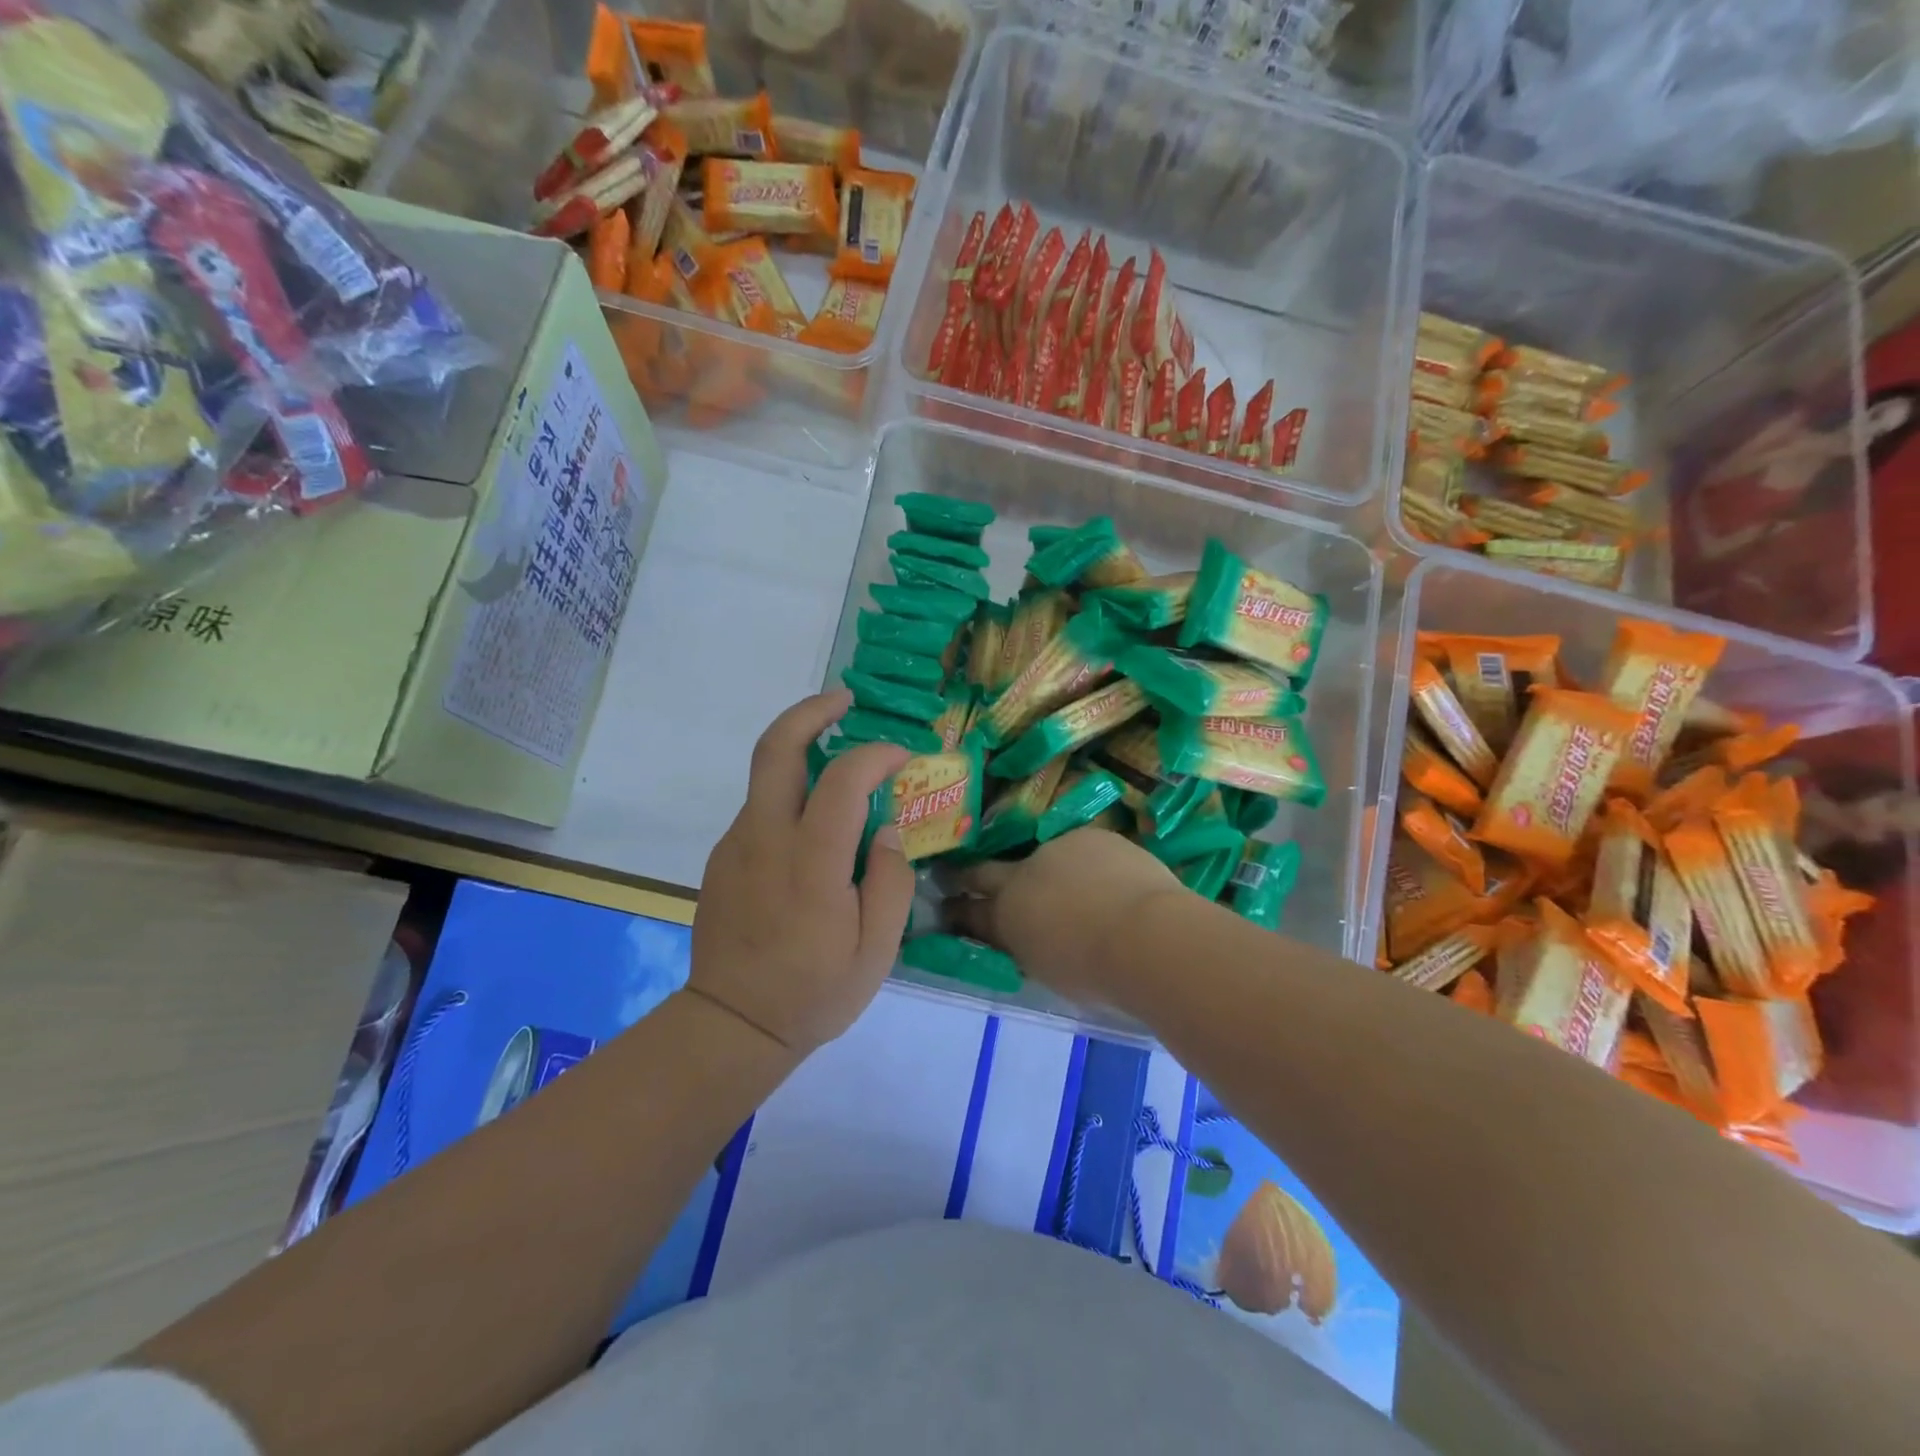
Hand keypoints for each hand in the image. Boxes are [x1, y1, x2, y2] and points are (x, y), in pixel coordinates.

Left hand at [691, 690, 915, 1055]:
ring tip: (844, 771)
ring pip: (767, 776)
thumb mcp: (877, 950)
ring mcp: (736, 845)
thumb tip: (887, 829)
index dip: (876, 754)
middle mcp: (765, 838)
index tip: (903, 757)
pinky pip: (761, 810)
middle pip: (777, 747)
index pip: (842, 779)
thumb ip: (891, 880)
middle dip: (811, 710)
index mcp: (810, 862)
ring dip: (804, 753)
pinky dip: (792, 797)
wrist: (732, 1025)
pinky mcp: (722, 857)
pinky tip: (815, 831)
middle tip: (845, 699)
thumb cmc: (815, 992)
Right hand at [943, 829, 1180, 1006]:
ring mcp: (1057, 850)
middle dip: (974, 876)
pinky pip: (1085, 852)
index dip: (957, 910)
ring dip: (1053, 874)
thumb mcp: (1048, 969)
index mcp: (1007, 916)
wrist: (1147, 935)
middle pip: (989, 871)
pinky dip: (1092, 866)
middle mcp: (1022, 874)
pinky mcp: (1092, 836)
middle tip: (964, 877)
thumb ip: (1030, 947)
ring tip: (1081, 894)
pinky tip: (1114, 882)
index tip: (946, 906)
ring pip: (1047, 860)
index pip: (971, 912)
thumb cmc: (1096, 972)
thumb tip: (1029, 937)